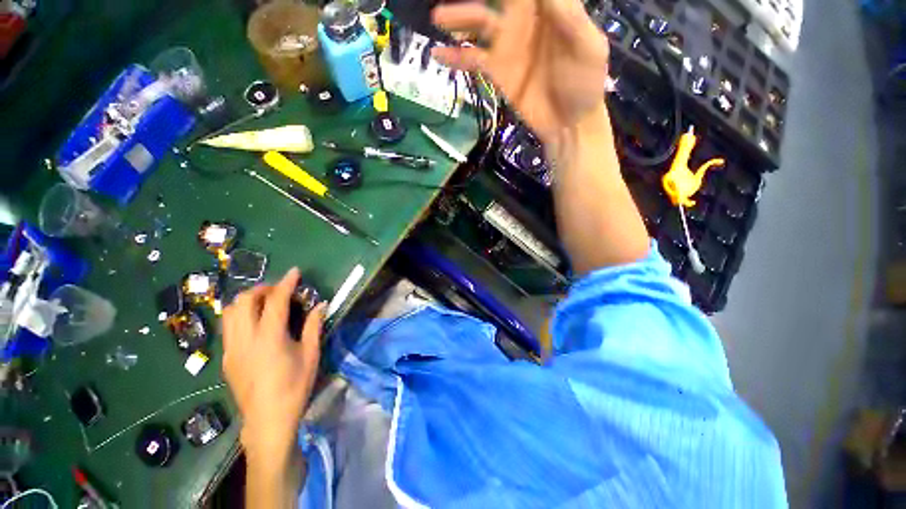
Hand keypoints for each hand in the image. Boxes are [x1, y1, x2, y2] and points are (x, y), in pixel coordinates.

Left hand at [222, 268, 326, 462]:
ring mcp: (231, 349)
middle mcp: (245, 339)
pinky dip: (240, 315)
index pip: (274, 301)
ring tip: (265, 303)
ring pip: (229, 312)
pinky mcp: (226, 358)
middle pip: (244, 301)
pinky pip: (228, 327)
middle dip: (262, 288)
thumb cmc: (294, 387)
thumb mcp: (311, 355)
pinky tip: (255, 323)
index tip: (295, 272)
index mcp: (269, 338)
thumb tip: (321, 305)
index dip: (286, 283)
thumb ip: (314, 326)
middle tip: (280, 290)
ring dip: (247, 300)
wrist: (267, 421)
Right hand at [432, 0, 609, 146]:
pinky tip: (438, 54)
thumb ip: (568, 15)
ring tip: (439, 16)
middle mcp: (525, 21)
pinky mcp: (497, 72)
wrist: (568, 124)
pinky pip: (473, 59)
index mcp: (550, 8)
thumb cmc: (584, 85)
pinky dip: (456, 57)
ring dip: (459, 17)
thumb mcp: (587, 47)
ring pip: (479, 23)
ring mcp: (508, 47)